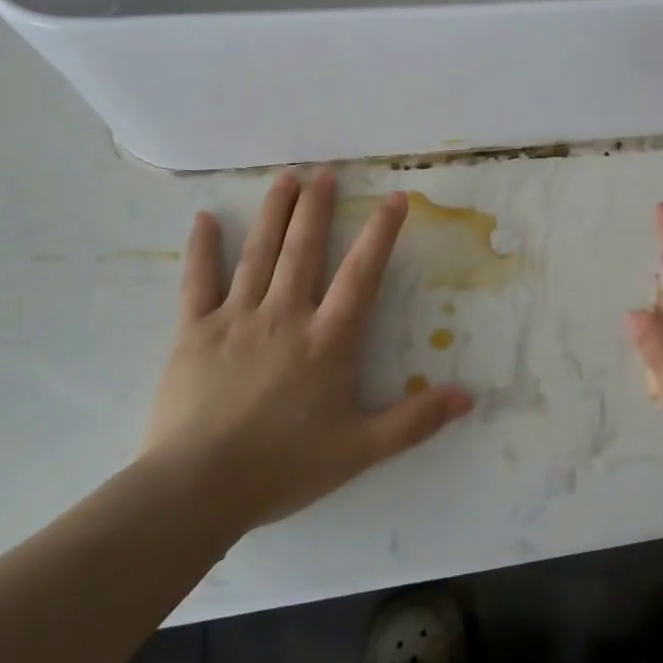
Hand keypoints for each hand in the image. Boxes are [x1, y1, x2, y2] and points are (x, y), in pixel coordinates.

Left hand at [141, 170, 473, 541]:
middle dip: (318, 207)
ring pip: (258, 254)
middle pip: (304, 249)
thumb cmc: (283, 466)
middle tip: (326, 172)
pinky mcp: (194, 333)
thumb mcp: (361, 449)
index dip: (381, 232)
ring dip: (274, 212)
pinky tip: (203, 219)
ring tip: (286, 178)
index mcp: (327, 339)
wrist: (197, 491)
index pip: (362, 273)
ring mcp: (236, 319)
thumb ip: (415, 421)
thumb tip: (468, 397)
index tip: (395, 197)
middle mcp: (285, 315)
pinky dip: (201, 249)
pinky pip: (197, 282)